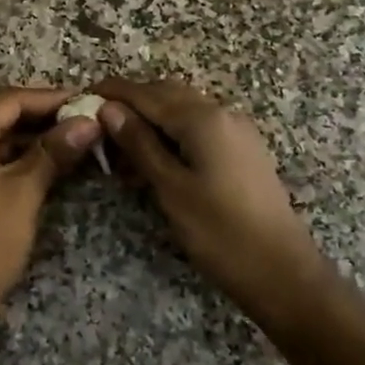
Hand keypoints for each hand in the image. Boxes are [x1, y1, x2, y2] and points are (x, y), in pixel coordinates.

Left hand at [0, 87, 101, 316]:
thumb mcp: (24, 192)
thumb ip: (54, 151)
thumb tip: (89, 121)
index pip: (11, 100)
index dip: (50, 98)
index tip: (86, 100)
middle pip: (3, 115)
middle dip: (44, 115)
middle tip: (84, 118)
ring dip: (34, 136)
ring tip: (75, 137)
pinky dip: (20, 155)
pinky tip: (50, 160)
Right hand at [92, 77, 328, 319]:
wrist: (283, 272)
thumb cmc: (220, 233)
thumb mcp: (171, 188)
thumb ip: (139, 144)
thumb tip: (109, 109)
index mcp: (202, 118)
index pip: (146, 93)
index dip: (112, 92)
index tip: (81, 96)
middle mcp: (222, 113)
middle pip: (166, 93)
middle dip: (131, 103)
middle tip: (99, 126)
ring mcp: (237, 130)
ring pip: (183, 110)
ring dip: (151, 119)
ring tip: (121, 150)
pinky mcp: (243, 149)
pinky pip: (200, 127)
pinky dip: (172, 133)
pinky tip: (155, 160)